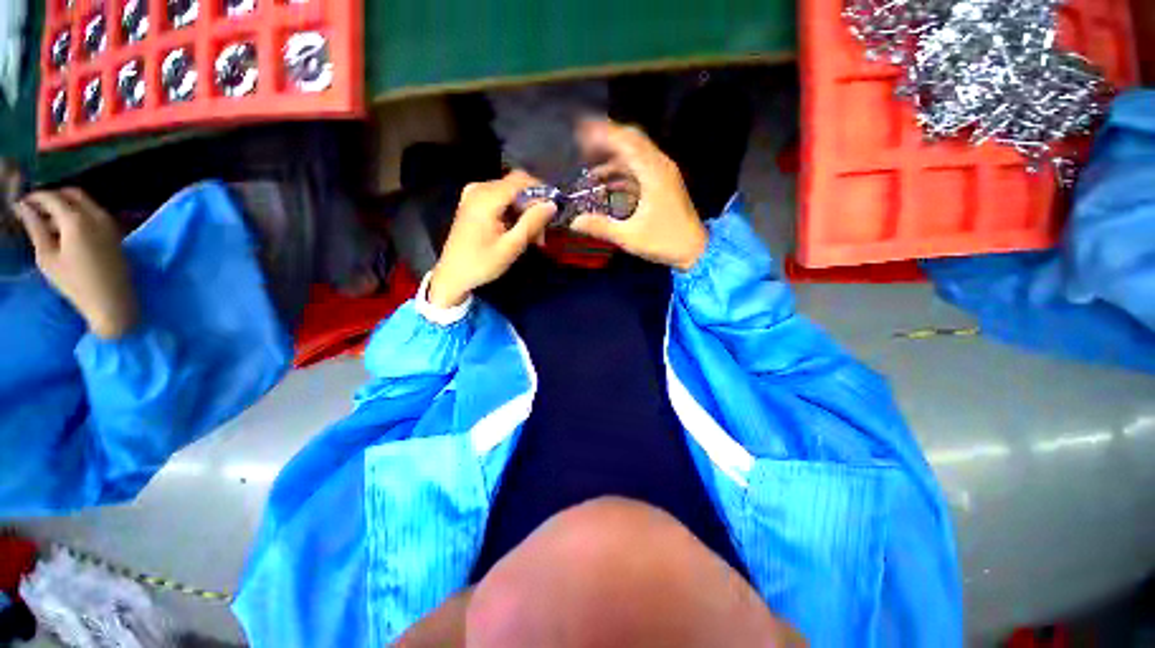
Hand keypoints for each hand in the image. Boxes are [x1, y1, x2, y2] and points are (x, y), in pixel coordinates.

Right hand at [15, 189, 138, 339]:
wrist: (111, 301)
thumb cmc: (75, 283)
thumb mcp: (46, 257)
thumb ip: (35, 228)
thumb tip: (22, 207)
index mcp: (76, 219)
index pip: (52, 197)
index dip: (35, 197)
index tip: (22, 204)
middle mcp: (97, 216)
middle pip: (73, 194)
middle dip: (53, 197)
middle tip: (36, 210)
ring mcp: (110, 224)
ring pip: (85, 203)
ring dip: (67, 206)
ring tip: (48, 224)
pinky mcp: (116, 234)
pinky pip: (95, 214)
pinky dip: (79, 215)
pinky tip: (66, 232)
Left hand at [428, 171, 556, 307]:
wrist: (452, 275)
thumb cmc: (481, 264)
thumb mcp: (511, 246)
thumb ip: (532, 222)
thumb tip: (552, 204)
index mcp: (486, 198)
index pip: (522, 181)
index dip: (542, 192)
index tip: (554, 213)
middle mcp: (479, 188)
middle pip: (517, 186)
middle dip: (534, 206)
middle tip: (542, 234)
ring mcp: (474, 194)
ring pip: (511, 193)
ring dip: (525, 212)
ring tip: (533, 238)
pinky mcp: (473, 202)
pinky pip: (501, 199)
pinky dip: (513, 213)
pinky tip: (518, 232)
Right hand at [571, 120, 707, 270]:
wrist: (695, 250)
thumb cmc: (664, 242)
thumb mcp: (630, 237)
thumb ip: (601, 227)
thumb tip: (573, 222)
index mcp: (653, 173)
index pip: (626, 142)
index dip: (602, 135)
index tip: (580, 132)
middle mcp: (660, 166)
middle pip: (631, 141)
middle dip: (605, 140)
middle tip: (581, 145)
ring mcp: (663, 174)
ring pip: (635, 154)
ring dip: (612, 157)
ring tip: (589, 165)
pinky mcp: (663, 184)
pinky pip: (639, 168)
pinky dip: (621, 171)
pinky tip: (606, 183)